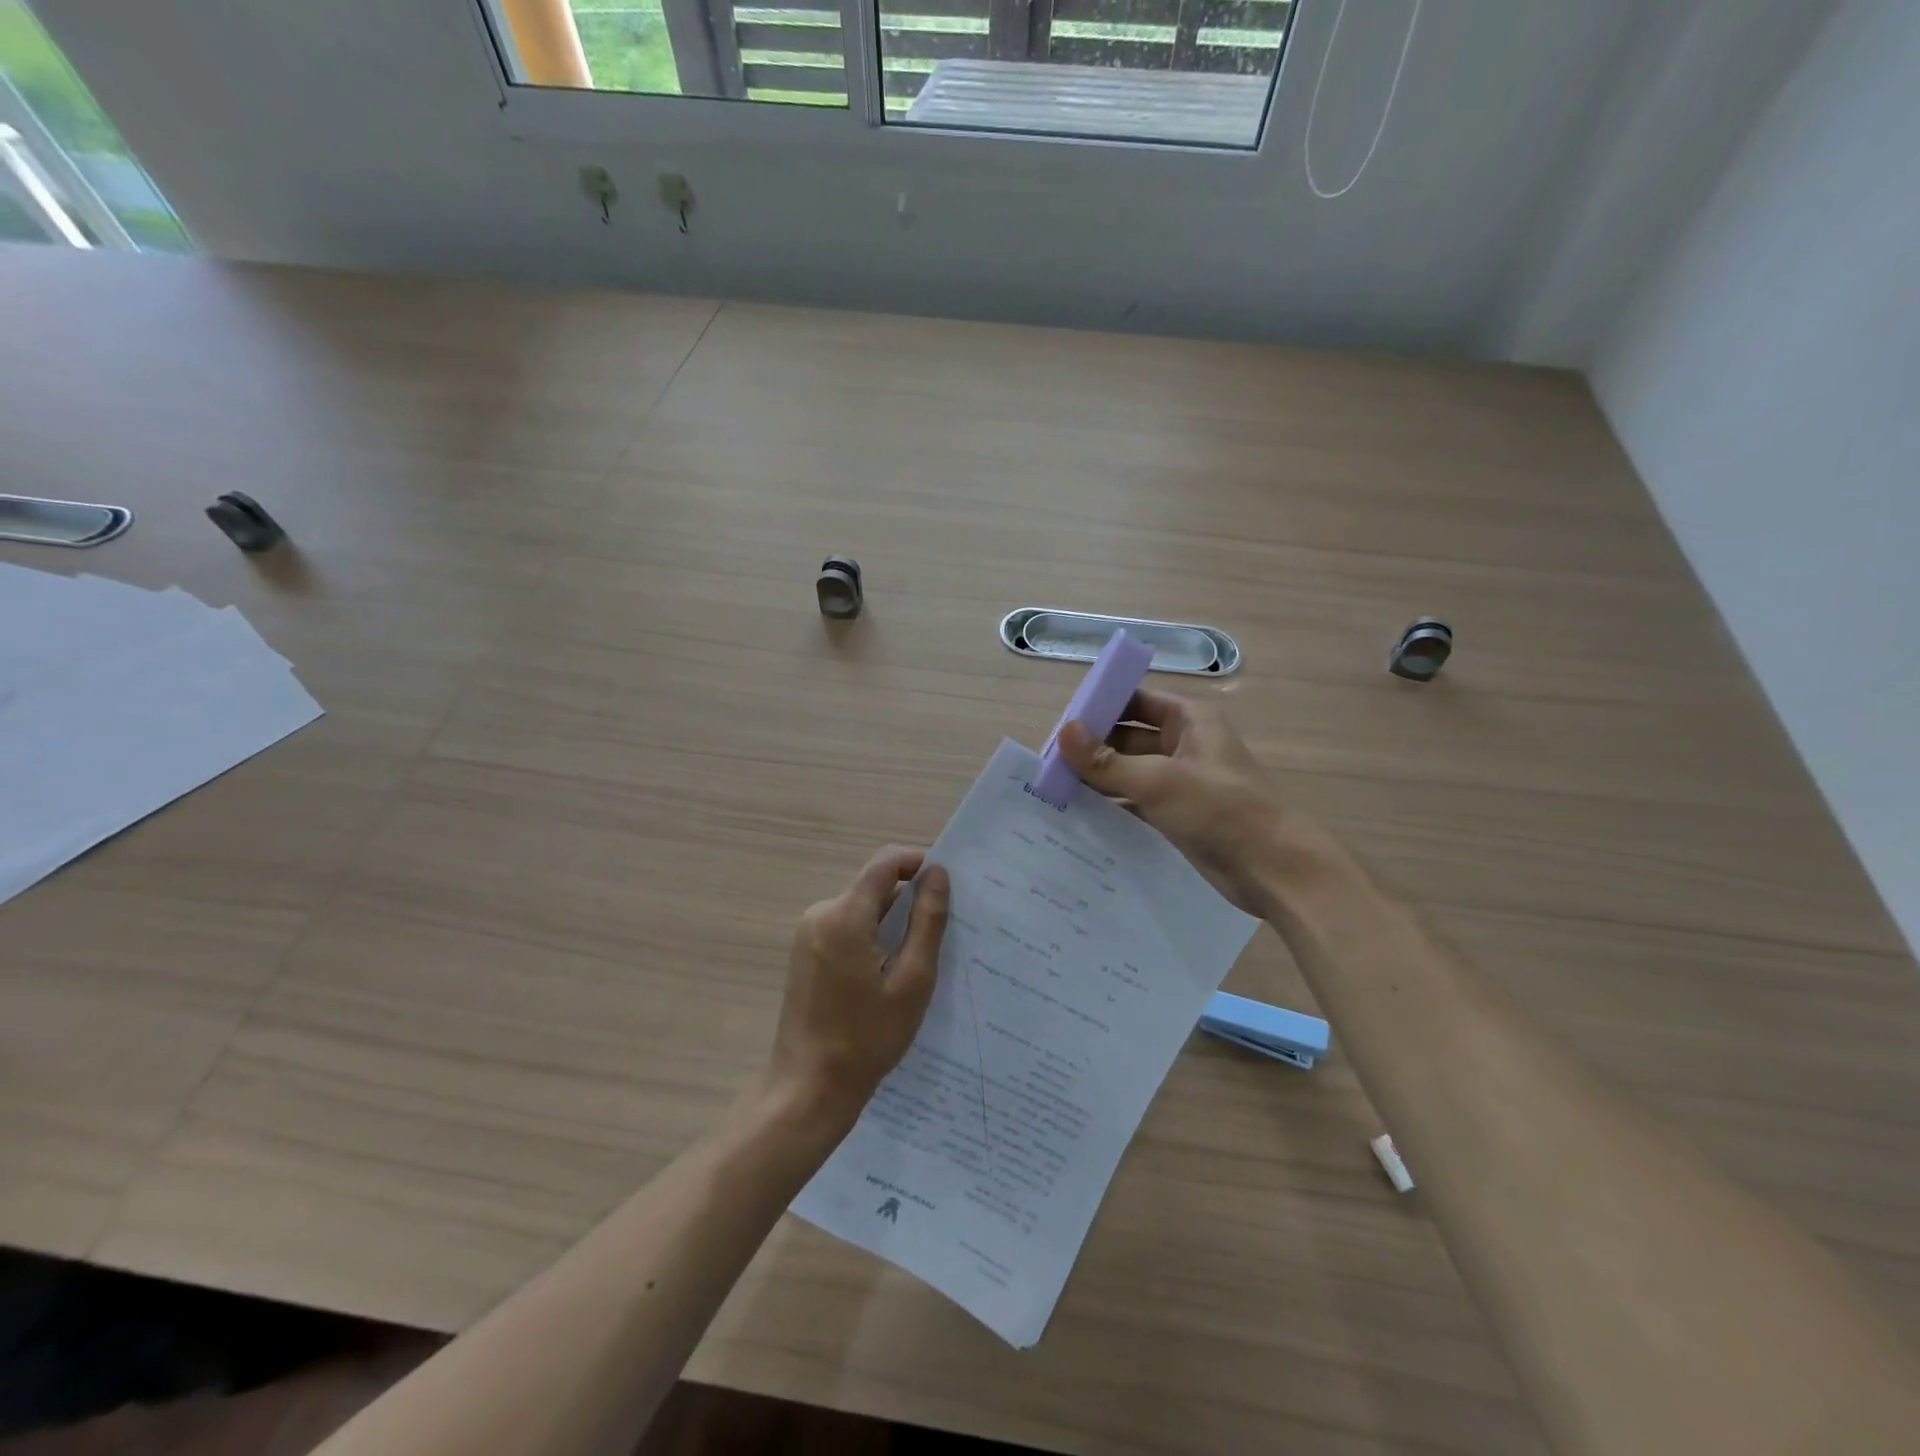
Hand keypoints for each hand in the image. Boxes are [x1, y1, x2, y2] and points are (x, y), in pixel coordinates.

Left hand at [765, 845, 950, 1133]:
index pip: (884, 862)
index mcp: (845, 916)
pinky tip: (887, 975)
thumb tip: (937, 873)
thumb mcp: (912, 980)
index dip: (917, 862)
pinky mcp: (804, 952)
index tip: (945, 885)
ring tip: (917, 961)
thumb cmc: (866, 1038)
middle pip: (874, 887)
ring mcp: (808, 933)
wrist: (808, 1088)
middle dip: (908, 901)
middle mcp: (821, 914)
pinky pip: (846, 928)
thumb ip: (927, 921)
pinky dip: (871, 938)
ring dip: (891, 923)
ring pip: (861, 909)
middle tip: (940, 935)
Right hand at [1058, 690, 1292, 915]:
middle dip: (1092, 747)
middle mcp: (1183, 743)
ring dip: (1098, 778)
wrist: (1273, 869)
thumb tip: (1063, 732)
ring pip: (1129, 770)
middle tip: (1048, 762)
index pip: (1134, 700)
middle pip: (1127, 736)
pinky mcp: (1178, 813)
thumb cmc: (1220, 809)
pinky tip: (1079, 814)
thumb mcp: (1157, 781)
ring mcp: (1181, 781)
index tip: (1061, 725)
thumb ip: (1106, 761)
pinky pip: (1136, 800)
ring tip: (1054, 788)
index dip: (1099, 707)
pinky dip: (1112, 804)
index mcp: (1188, 720)